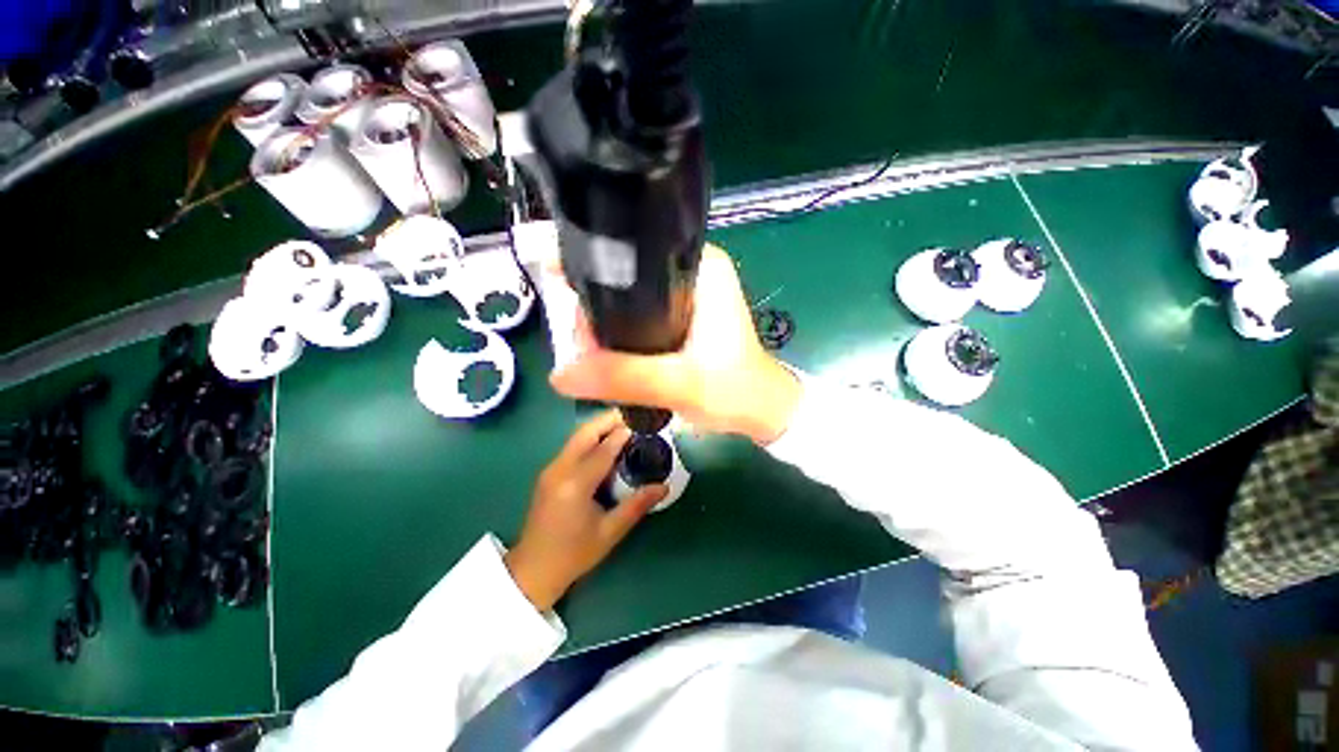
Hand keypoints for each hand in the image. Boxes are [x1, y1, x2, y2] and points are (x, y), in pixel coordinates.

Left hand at [505, 411, 667, 610]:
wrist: (532, 570)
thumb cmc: (573, 554)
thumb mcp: (610, 532)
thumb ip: (637, 505)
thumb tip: (664, 486)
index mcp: (575, 485)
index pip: (603, 449)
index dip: (624, 433)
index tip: (643, 421)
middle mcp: (559, 470)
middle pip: (585, 433)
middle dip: (609, 419)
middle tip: (634, 415)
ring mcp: (551, 469)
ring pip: (577, 436)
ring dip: (600, 427)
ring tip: (624, 424)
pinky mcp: (549, 473)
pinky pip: (572, 447)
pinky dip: (591, 438)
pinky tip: (606, 443)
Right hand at [550, 244, 802, 444]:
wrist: (761, 409)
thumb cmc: (735, 391)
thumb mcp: (679, 384)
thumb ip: (623, 376)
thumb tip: (561, 374)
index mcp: (700, 267)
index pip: (633, 253)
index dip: (591, 269)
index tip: (559, 291)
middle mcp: (692, 269)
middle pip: (625, 275)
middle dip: (596, 307)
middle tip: (580, 345)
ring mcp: (687, 291)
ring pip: (629, 298)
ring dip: (606, 322)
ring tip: (590, 354)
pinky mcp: (683, 313)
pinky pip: (639, 314)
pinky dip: (621, 331)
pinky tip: (607, 351)